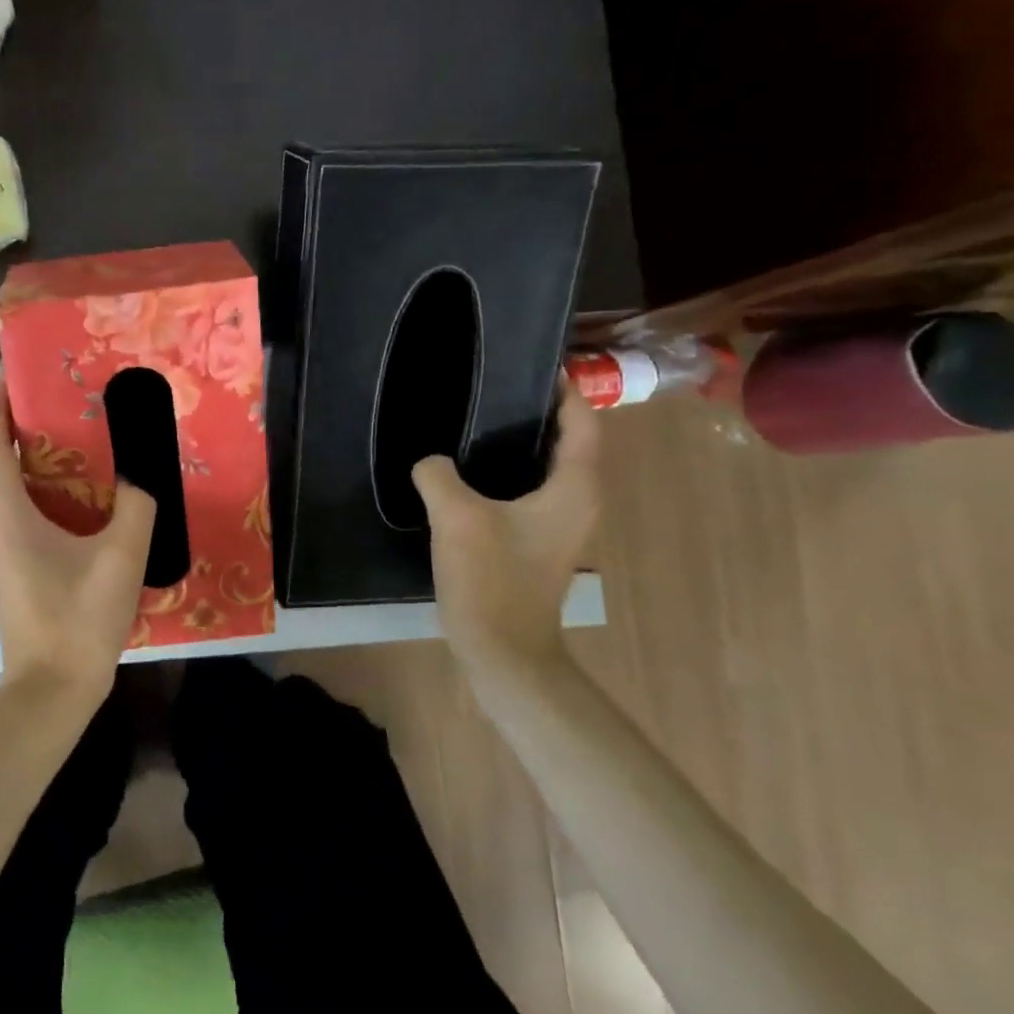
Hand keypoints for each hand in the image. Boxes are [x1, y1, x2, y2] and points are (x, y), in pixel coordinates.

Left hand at [0, 379, 156, 709]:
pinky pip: (9, 498)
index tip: (26, 371)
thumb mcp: (122, 557)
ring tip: (65, 425)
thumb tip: (144, 470)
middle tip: (55, 395)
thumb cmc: (79, 620)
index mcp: (5, 510)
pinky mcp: (9, 557)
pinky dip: (29, 475)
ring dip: (18, 445)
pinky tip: (73, 479)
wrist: (52, 687)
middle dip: (9, 416)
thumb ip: (137, 504)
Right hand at [412, 381, 600, 665]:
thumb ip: (438, 474)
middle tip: (492, 388)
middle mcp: (579, 501)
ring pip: (547, 467)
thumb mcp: (456, 516)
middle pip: (568, 441)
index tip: (534, 364)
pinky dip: (510, 472)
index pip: (583, 422)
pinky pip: (531, 491)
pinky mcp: (539, 542)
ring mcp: (561, 525)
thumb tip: (430, 461)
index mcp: (574, 487)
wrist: (502, 649)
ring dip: (521, 443)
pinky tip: (470, 472)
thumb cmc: (491, 578)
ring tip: (476, 421)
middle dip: (537, 411)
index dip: (564, 390)